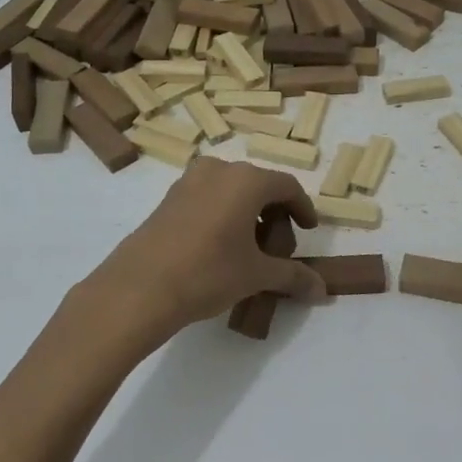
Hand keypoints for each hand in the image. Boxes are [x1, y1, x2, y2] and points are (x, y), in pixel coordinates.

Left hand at [83, 159, 325, 341]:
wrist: (138, 288)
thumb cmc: (208, 273)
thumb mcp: (257, 275)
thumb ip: (293, 276)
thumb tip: (322, 291)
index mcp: (246, 180)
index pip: (287, 186)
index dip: (304, 209)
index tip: (309, 231)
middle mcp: (219, 170)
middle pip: (260, 186)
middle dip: (276, 215)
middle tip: (279, 249)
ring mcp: (189, 182)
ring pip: (232, 191)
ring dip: (248, 215)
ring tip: (250, 251)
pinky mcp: (168, 199)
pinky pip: (208, 198)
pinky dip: (224, 216)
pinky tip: (220, 249)